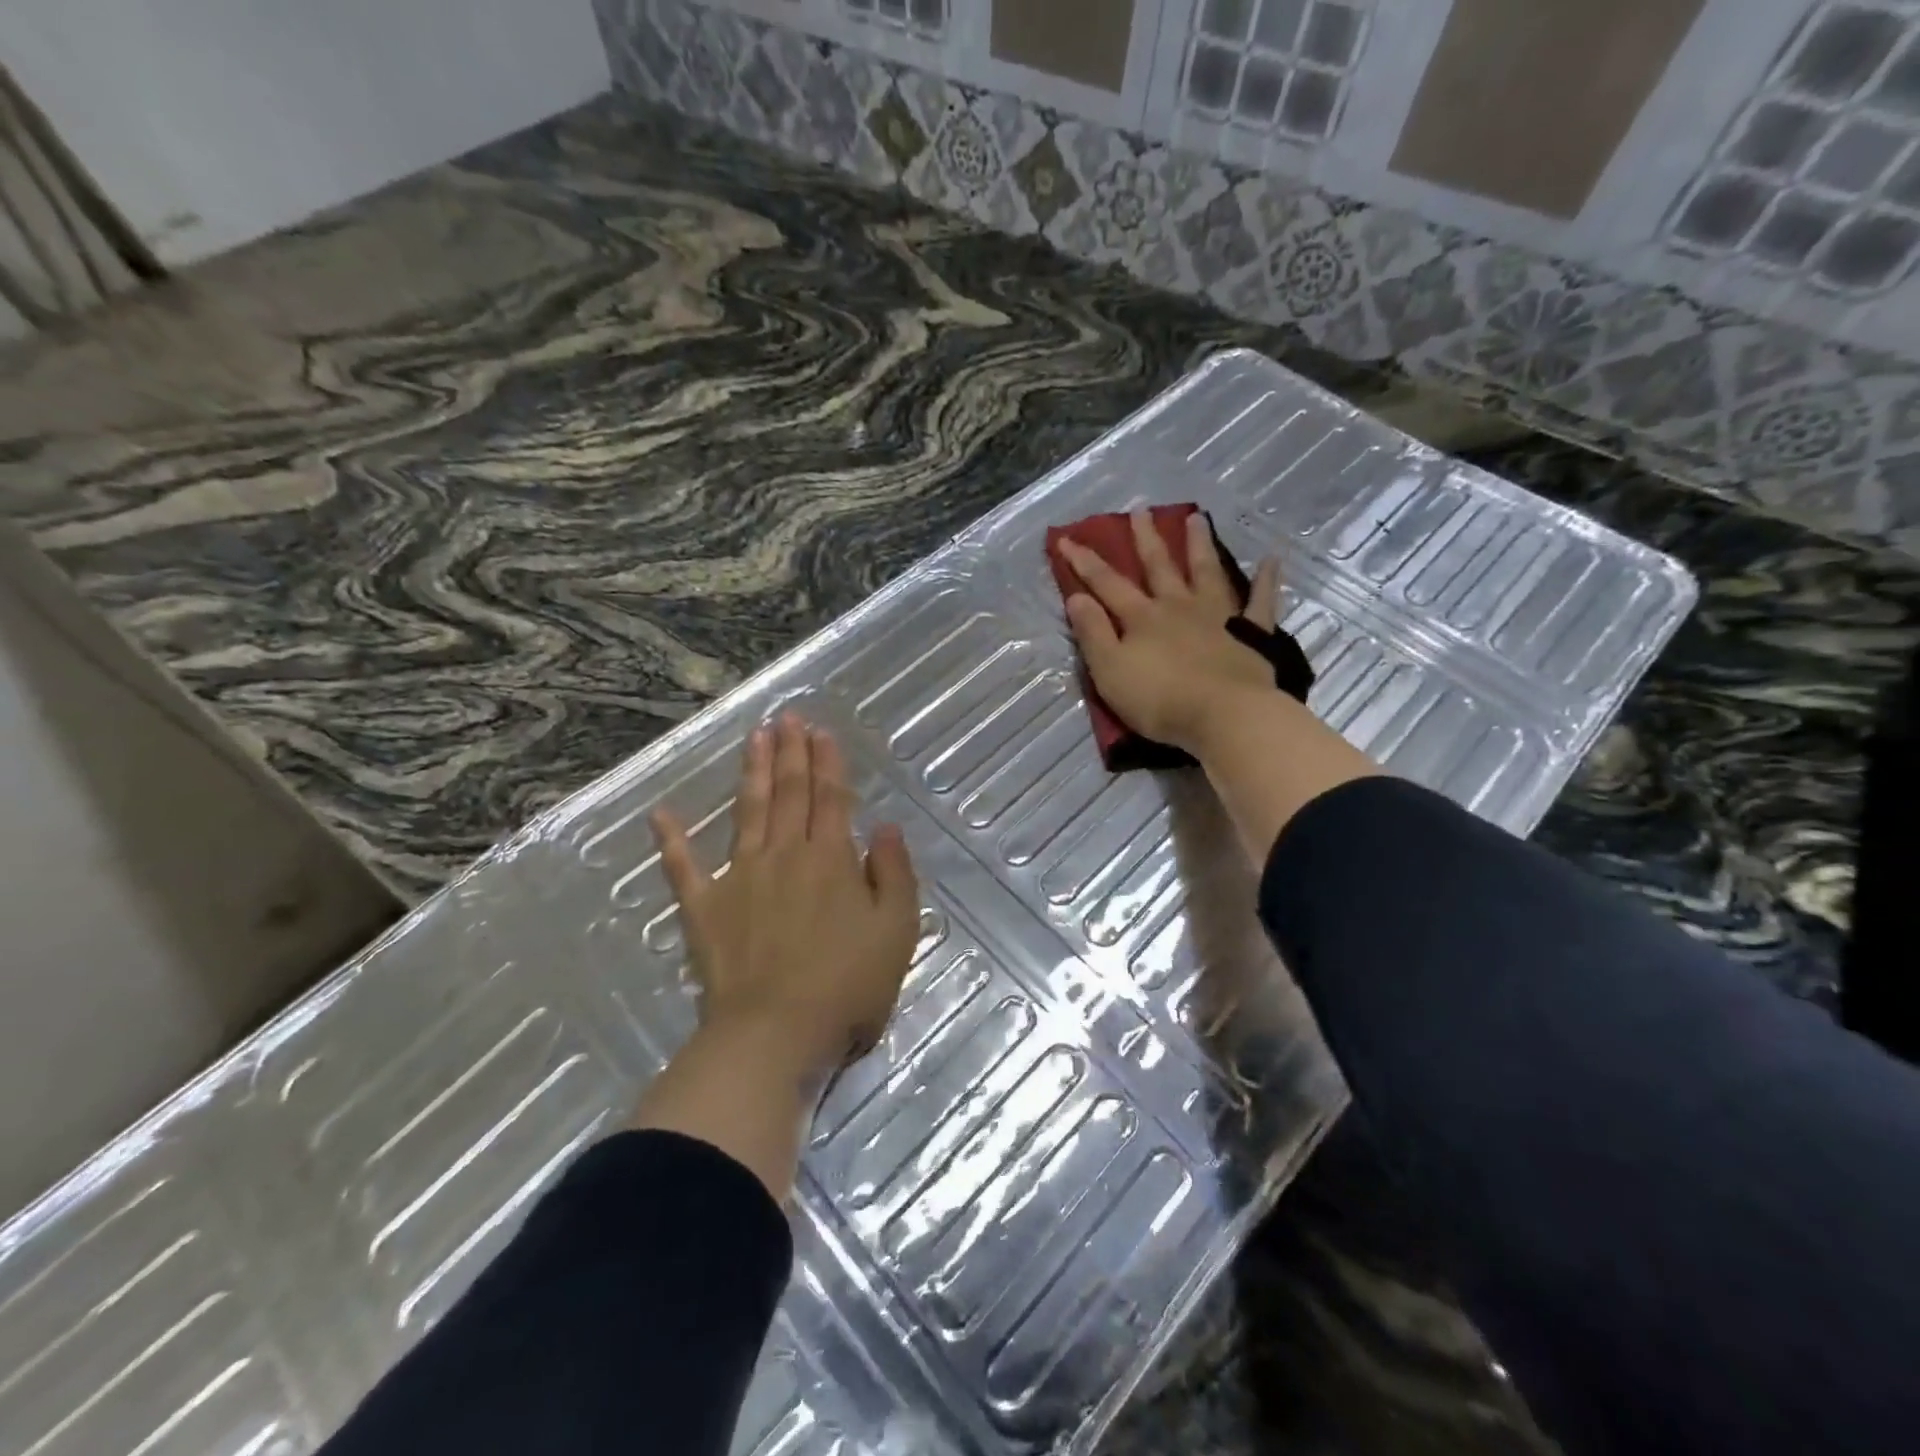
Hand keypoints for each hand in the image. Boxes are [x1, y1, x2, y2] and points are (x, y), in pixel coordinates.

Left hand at [650, 714, 919, 1076]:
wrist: (775, 1033)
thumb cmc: (846, 985)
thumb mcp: (896, 931)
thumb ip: (894, 873)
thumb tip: (884, 827)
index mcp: (830, 859)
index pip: (830, 797)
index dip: (827, 762)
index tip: (820, 731)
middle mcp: (784, 855)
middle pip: (789, 793)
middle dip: (790, 752)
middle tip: (786, 717)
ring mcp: (739, 877)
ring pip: (748, 811)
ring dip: (752, 772)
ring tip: (754, 737)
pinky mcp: (704, 908)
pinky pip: (683, 867)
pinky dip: (671, 840)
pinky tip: (660, 813)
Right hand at [1059, 509, 1280, 755]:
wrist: (1225, 716)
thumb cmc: (1160, 700)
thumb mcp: (1110, 671)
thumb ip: (1093, 634)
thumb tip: (1077, 597)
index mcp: (1142, 618)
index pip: (1107, 584)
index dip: (1085, 562)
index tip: (1067, 539)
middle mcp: (1178, 606)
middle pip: (1159, 567)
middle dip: (1146, 539)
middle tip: (1141, 511)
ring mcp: (1218, 616)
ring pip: (1206, 571)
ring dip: (1199, 545)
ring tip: (1195, 518)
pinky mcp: (1251, 633)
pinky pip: (1260, 601)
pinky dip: (1266, 580)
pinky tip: (1271, 559)